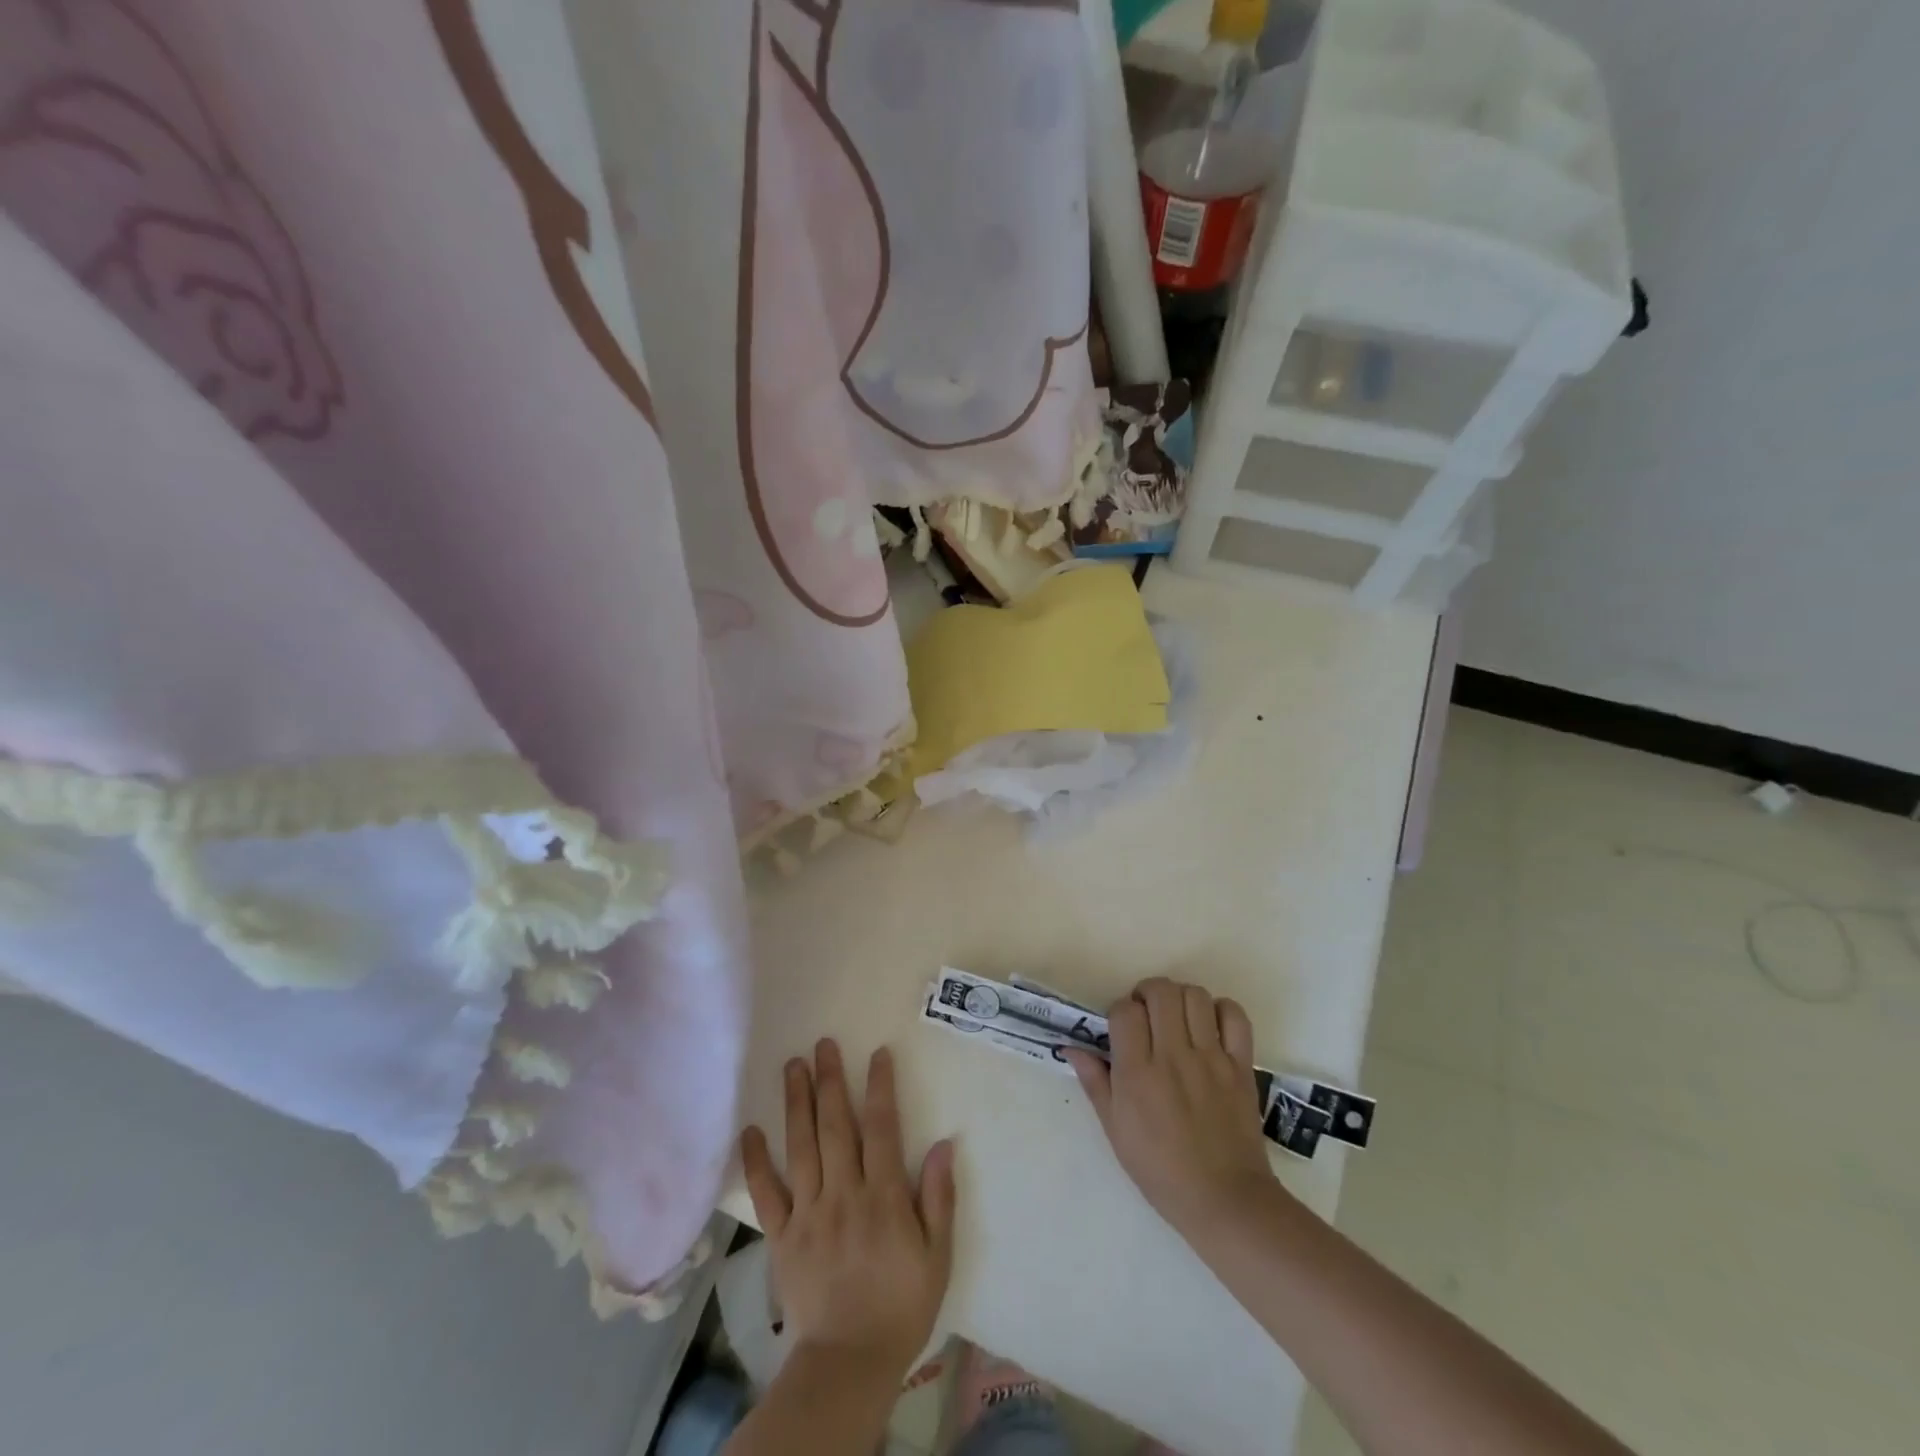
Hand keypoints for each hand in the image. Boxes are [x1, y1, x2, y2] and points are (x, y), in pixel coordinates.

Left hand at [740, 1040, 956, 1382]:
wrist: (849, 1363)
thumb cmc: (900, 1306)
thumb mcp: (937, 1257)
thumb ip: (939, 1198)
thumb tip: (944, 1144)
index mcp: (883, 1197)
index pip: (882, 1129)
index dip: (880, 1087)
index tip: (877, 1054)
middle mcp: (844, 1194)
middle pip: (836, 1126)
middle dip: (831, 1080)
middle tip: (823, 1044)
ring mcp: (809, 1213)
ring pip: (801, 1147)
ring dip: (797, 1103)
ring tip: (793, 1066)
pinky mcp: (782, 1237)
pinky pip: (767, 1193)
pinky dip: (756, 1161)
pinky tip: (750, 1130)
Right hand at [1064, 978, 1279, 1239]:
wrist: (1224, 1200)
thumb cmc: (1160, 1170)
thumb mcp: (1115, 1130)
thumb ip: (1095, 1082)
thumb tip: (1072, 1047)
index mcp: (1137, 1073)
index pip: (1124, 1010)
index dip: (1120, 1011)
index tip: (1122, 1029)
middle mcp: (1173, 1056)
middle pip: (1160, 991)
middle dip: (1148, 993)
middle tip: (1147, 1015)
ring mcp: (1211, 1058)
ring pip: (1195, 995)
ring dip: (1181, 998)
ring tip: (1177, 1019)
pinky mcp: (1241, 1065)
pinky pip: (1235, 1016)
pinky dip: (1221, 1010)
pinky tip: (1210, 1027)